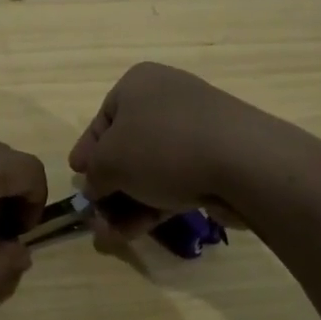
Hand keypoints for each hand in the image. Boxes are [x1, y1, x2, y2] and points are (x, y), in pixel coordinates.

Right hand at [68, 63, 264, 240]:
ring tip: (113, 236)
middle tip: (96, 215)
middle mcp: (167, 98)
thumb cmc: (162, 147)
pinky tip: (139, 232)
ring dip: (129, 203)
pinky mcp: (218, 158)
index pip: (103, 118)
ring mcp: (197, 129)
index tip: (77, 177)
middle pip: (128, 147)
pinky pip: (177, 180)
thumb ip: (95, 174)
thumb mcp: (110, 161)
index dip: (87, 151)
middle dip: (109, 186)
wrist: (243, 161)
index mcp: (139, 83)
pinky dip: (156, 204)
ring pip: (152, 168)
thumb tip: (95, 186)